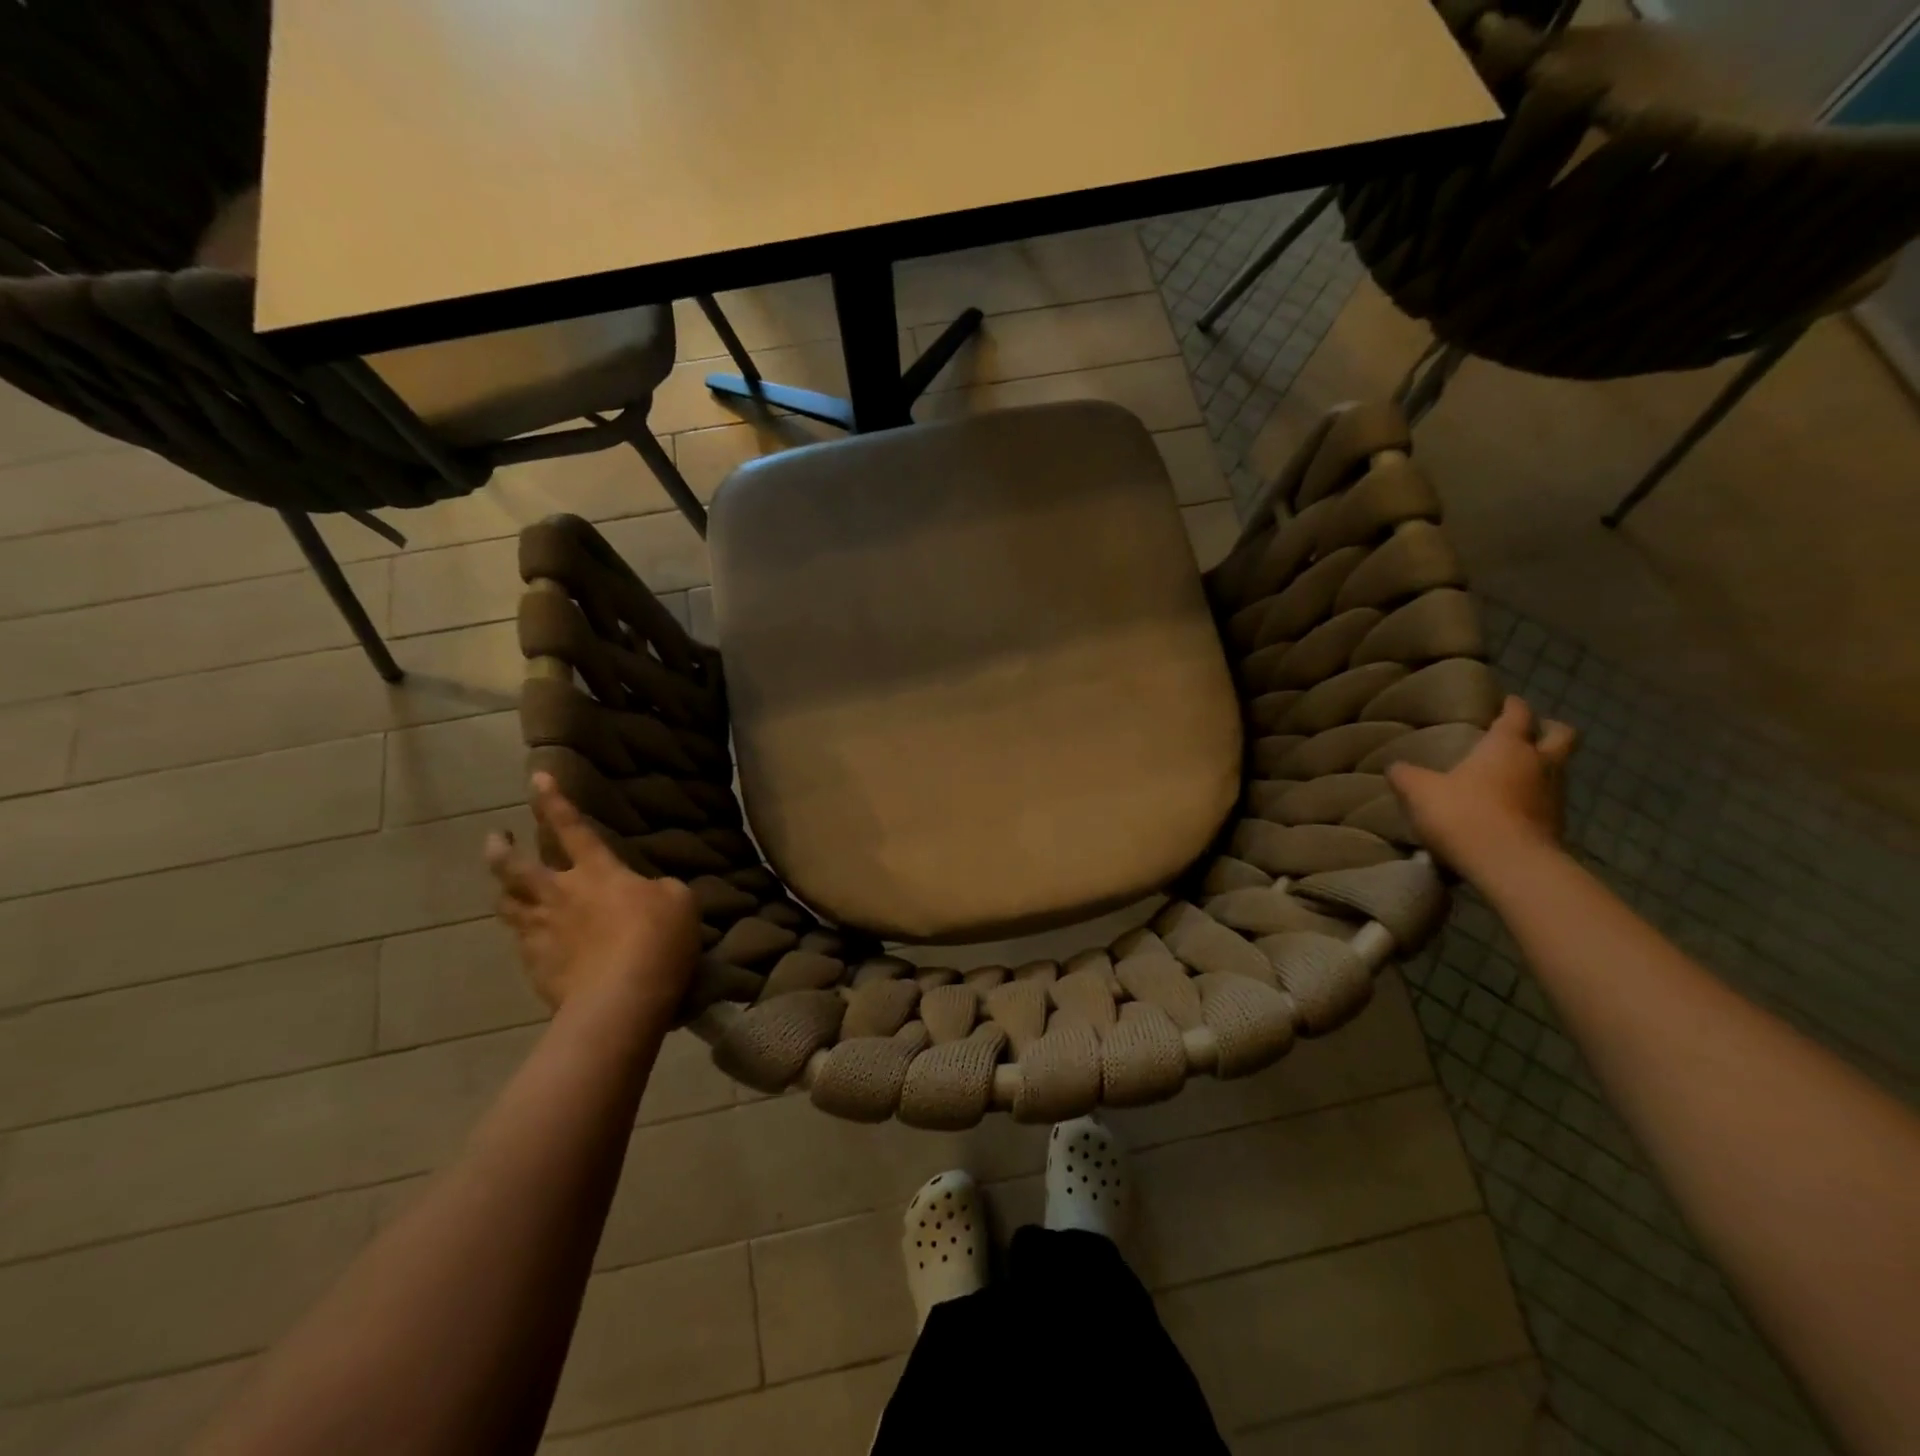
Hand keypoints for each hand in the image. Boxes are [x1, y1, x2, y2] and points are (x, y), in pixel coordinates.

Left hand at [485, 773, 700, 1015]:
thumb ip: (660, 889)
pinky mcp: (534, 966)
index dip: (553, 801)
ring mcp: (541, 931)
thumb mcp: (679, 901)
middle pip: (515, 866)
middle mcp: (560, 894)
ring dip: (502, 889)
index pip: (571, 827)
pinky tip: (528, 936)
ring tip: (503, 886)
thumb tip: (650, 892)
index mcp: (597, 871)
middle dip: (501, 848)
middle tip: (495, 838)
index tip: (537, 777)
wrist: (622, 998)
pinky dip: (522, 932)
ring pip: (507, 903)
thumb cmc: (657, 939)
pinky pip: (519, 941)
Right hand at [1387, 695, 1577, 882]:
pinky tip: (1515, 808)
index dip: (1513, 705)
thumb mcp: (1419, 792)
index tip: (1507, 701)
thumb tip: (1395, 767)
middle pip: (1561, 736)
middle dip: (1550, 729)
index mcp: (1507, 746)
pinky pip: (1550, 802)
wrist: (1509, 865)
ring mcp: (1554, 796)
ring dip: (1544, 767)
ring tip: (1518, 774)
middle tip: (1532, 732)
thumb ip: (1406, 776)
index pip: (1517, 714)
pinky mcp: (1558, 826)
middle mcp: (1539, 764)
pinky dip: (1537, 799)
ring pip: (1558, 769)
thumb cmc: (1463, 814)